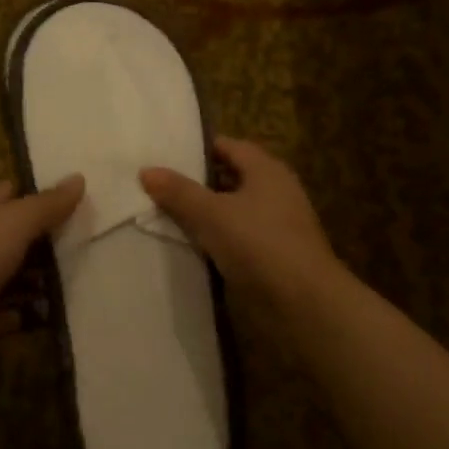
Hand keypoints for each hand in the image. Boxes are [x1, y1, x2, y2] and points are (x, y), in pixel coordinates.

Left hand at [0, 175, 84, 391]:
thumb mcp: (12, 223)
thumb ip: (46, 204)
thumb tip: (79, 177)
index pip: (12, 194)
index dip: (41, 192)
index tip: (81, 196)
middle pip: (22, 237)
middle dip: (54, 238)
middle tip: (99, 238)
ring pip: (24, 276)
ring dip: (51, 278)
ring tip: (94, 274)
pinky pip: (20, 313)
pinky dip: (38, 313)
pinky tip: (68, 309)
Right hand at [140, 137, 344, 319]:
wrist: (302, 301)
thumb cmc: (258, 244)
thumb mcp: (211, 214)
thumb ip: (179, 192)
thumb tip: (146, 170)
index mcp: (266, 170)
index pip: (228, 147)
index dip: (198, 150)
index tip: (164, 156)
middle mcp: (275, 191)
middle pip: (230, 178)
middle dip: (196, 184)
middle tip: (157, 187)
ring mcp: (275, 225)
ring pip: (232, 211)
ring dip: (204, 214)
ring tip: (164, 216)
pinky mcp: (272, 254)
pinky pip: (236, 238)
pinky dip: (215, 239)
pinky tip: (190, 247)